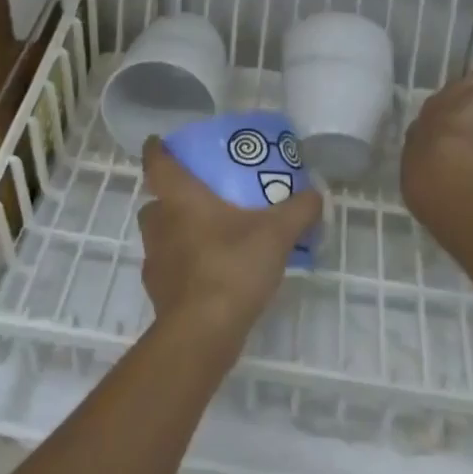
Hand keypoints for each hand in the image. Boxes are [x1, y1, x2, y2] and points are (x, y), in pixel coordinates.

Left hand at [137, 137, 322, 350]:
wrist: (202, 332)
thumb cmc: (231, 266)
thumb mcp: (276, 234)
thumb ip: (298, 210)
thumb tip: (316, 193)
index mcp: (179, 198)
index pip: (156, 163)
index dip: (155, 149)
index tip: (157, 141)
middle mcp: (160, 223)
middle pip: (155, 201)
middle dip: (171, 196)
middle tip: (199, 195)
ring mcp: (155, 260)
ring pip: (160, 235)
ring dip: (176, 232)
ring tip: (208, 235)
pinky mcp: (158, 293)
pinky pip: (168, 268)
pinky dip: (183, 266)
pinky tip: (208, 274)